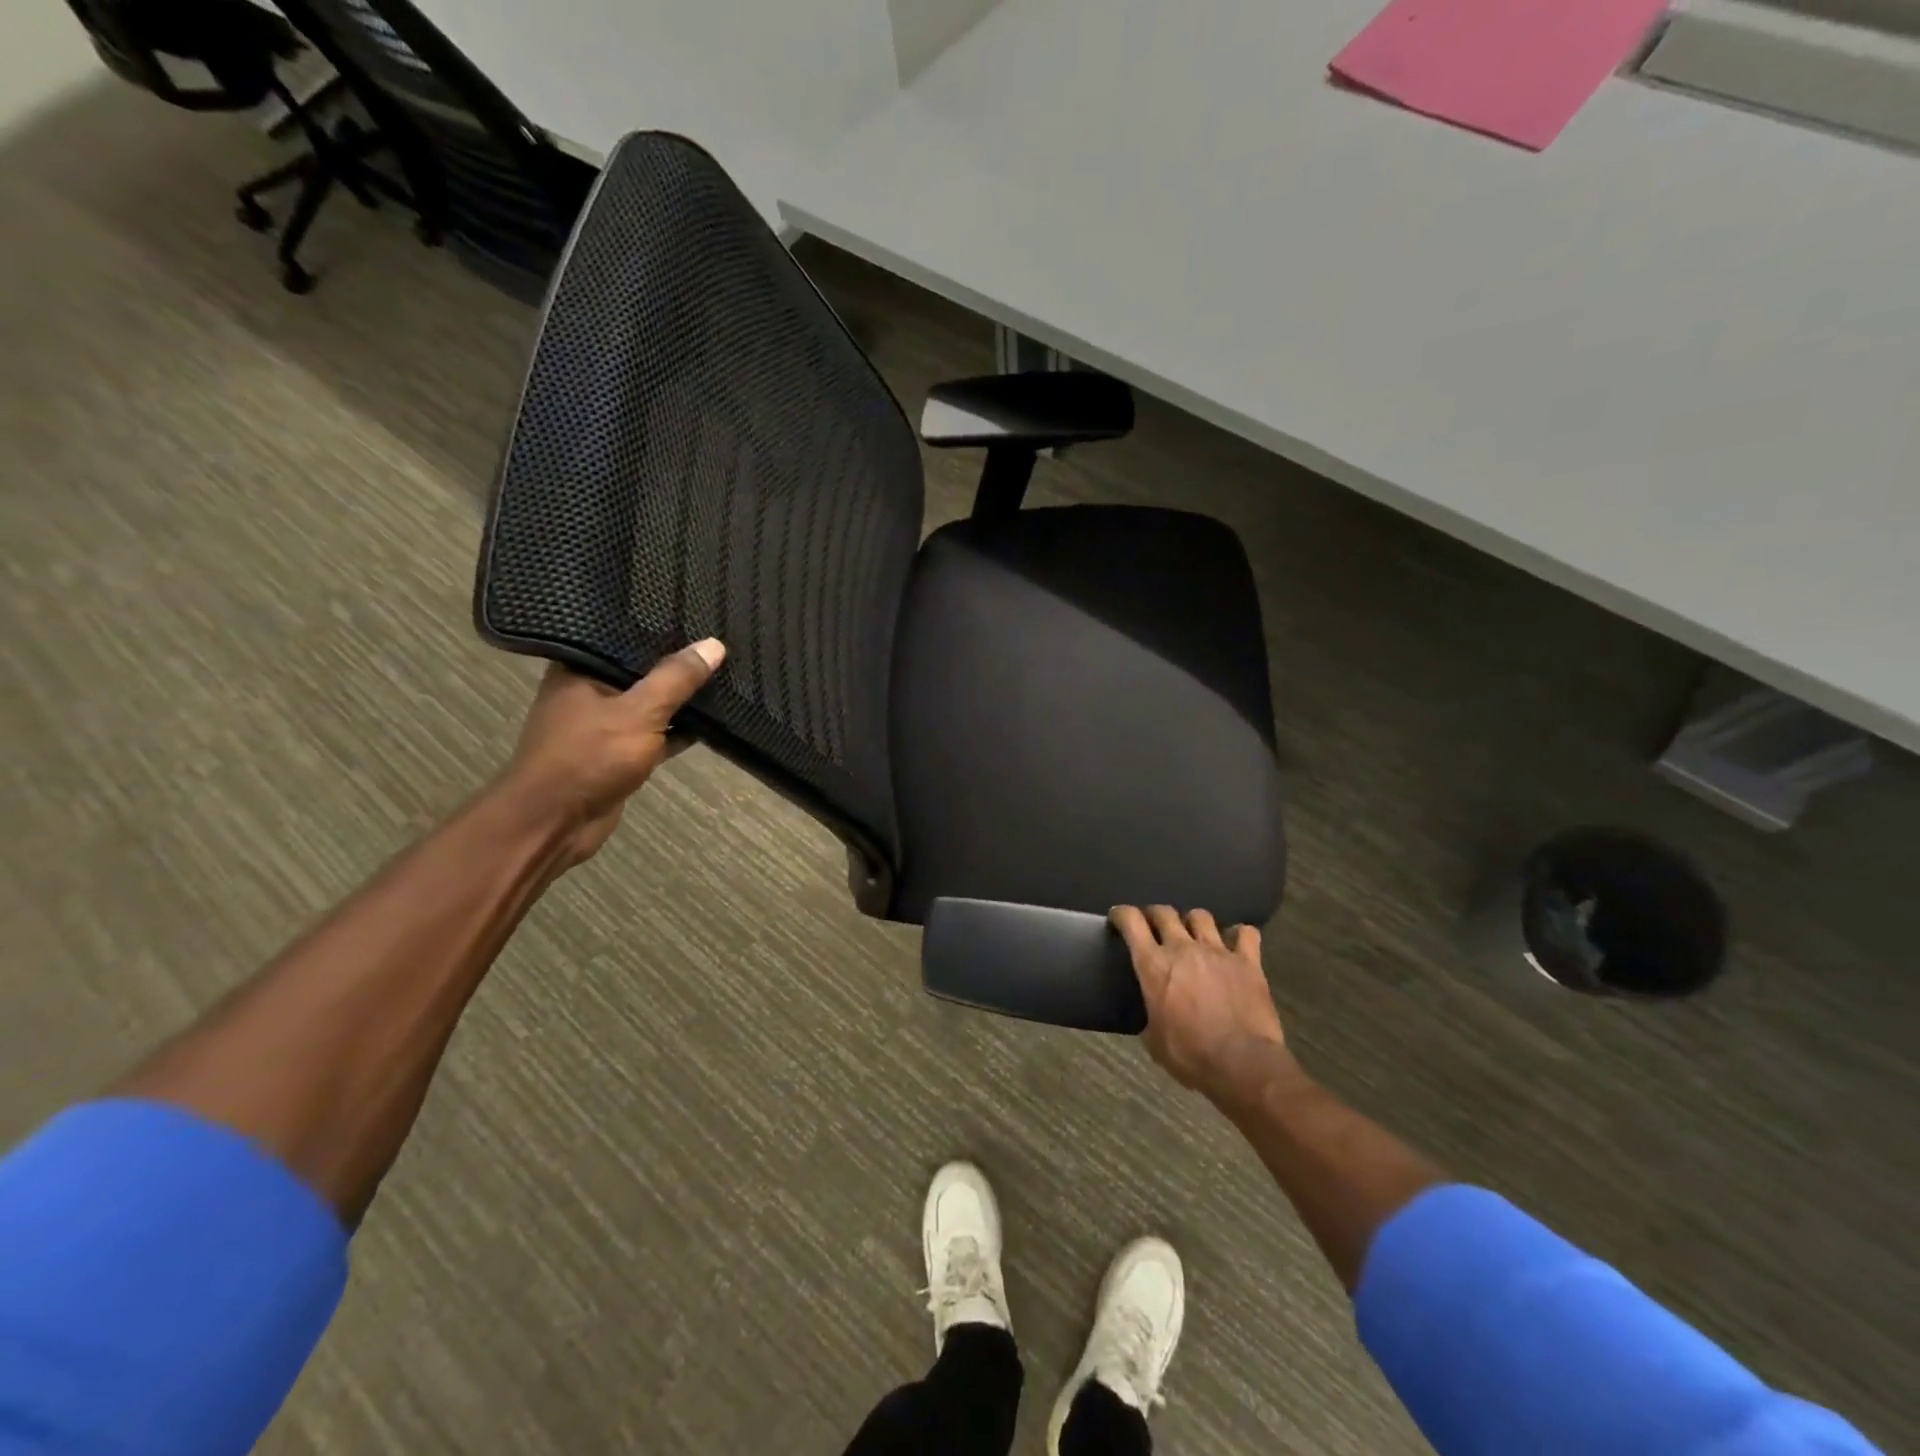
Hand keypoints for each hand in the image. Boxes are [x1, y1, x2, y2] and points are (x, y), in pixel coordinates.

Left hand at [502, 640, 724, 865]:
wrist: (554, 824)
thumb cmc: (589, 757)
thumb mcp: (640, 712)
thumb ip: (676, 679)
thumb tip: (714, 644)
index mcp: (579, 670)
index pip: (626, 638)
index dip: (662, 630)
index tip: (699, 620)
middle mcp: (587, 692)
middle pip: (640, 671)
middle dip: (677, 666)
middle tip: (719, 648)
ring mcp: (602, 726)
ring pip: (649, 705)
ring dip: (679, 701)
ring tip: (722, 679)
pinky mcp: (616, 755)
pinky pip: (653, 734)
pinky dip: (676, 731)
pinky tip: (709, 723)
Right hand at [1111, 905, 1288, 1102]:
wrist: (1242, 1063)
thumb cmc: (1190, 1055)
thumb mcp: (1154, 1040)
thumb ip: (1150, 1016)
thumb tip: (1154, 1015)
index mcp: (1153, 965)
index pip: (1131, 921)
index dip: (1122, 914)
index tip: (1118, 918)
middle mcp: (1183, 948)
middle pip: (1164, 912)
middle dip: (1155, 915)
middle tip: (1154, 926)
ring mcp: (1218, 951)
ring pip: (1201, 916)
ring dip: (1193, 922)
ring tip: (1193, 934)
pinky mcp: (1248, 962)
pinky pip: (1245, 934)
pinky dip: (1239, 934)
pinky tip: (1236, 943)